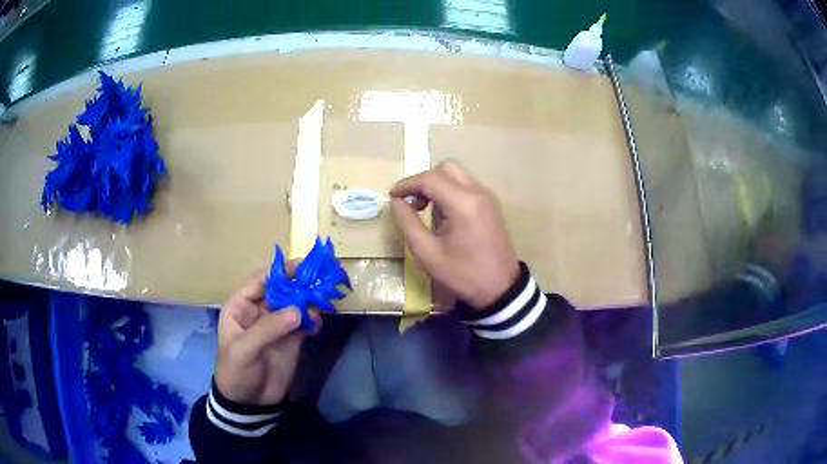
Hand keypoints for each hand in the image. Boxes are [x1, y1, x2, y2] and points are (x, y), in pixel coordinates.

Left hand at [214, 265, 319, 405]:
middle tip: (321, 278)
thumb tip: (299, 310)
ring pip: (296, 304)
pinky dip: (314, 320)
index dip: (280, 271)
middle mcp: (260, 311)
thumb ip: (269, 329)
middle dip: (300, 283)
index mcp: (241, 306)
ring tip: (324, 300)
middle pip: (282, 289)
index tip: (302, 266)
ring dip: (310, 300)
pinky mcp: (292, 339)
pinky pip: (305, 323)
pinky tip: (318, 323)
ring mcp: (277, 325)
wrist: (249, 403)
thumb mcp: (245, 349)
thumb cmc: (236, 371)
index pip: (261, 281)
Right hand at [390, 161, 519, 308]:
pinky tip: (444, 216)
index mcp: (463, 203)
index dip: (407, 184)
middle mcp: (478, 192)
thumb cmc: (462, 274)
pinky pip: (466, 186)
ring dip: (437, 186)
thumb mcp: (427, 253)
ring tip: (426, 212)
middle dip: (424, 181)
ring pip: (456, 176)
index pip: (430, 179)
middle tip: (412, 203)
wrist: (500, 289)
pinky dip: (449, 192)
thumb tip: (397, 202)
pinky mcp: (491, 205)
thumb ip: (407, 223)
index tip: (392, 197)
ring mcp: (487, 197)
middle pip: (445, 169)